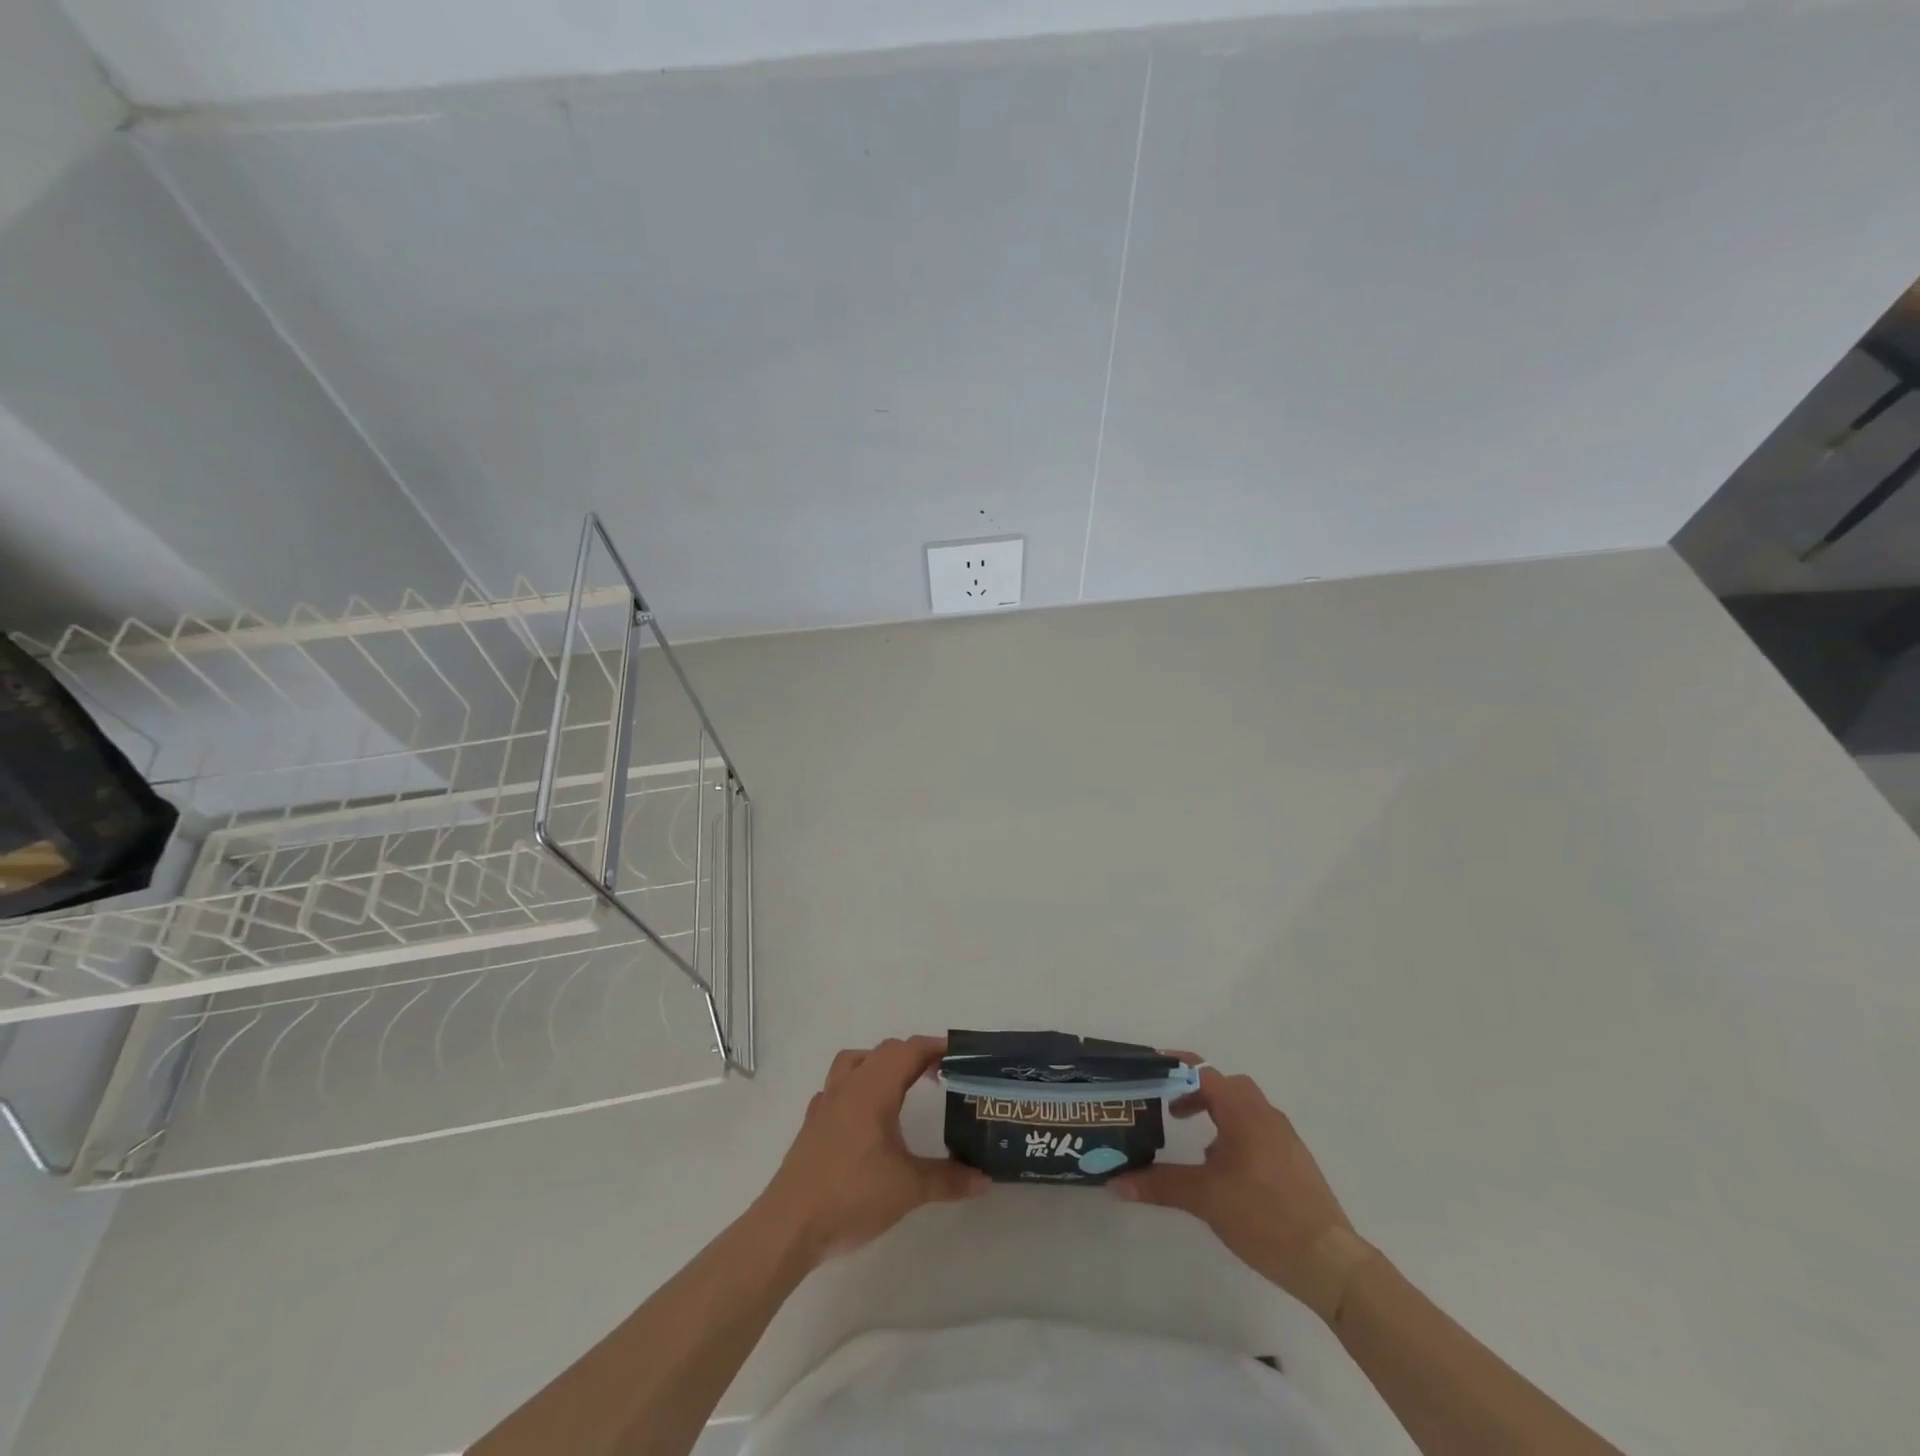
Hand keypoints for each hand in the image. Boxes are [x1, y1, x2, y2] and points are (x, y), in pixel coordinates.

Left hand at [758, 1035, 988, 1265]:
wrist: (789, 1226)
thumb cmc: (852, 1196)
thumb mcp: (909, 1188)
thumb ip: (948, 1179)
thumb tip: (984, 1179)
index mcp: (874, 1089)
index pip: (910, 1051)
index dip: (936, 1047)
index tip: (961, 1057)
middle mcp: (850, 1085)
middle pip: (885, 1052)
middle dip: (914, 1056)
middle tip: (940, 1076)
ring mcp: (826, 1103)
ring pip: (855, 1061)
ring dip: (880, 1064)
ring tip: (900, 1086)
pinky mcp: (812, 1124)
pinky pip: (836, 1088)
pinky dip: (856, 1088)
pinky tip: (863, 1116)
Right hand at [1111, 1058, 1373, 1322]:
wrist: (1329, 1261)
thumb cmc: (1263, 1215)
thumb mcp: (1204, 1198)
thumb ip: (1159, 1184)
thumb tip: (1115, 1183)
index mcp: (1242, 1111)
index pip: (1203, 1070)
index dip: (1175, 1066)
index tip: (1150, 1069)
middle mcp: (1265, 1114)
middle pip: (1226, 1085)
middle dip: (1196, 1092)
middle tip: (1170, 1111)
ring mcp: (1285, 1138)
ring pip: (1244, 1109)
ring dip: (1217, 1114)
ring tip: (1197, 1145)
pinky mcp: (1295, 1161)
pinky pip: (1259, 1131)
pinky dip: (1236, 1135)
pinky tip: (1227, 1172)